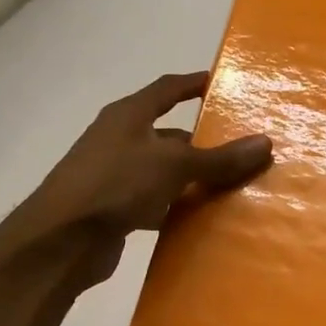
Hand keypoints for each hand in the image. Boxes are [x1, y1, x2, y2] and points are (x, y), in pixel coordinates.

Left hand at [0, 71, 270, 289]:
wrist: (59, 242)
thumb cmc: (115, 185)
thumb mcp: (174, 166)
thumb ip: (219, 158)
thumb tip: (265, 143)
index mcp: (128, 115)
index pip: (167, 89)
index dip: (193, 83)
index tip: (221, 83)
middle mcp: (119, 139)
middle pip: (169, 134)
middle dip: (203, 142)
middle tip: (240, 149)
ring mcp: (113, 175)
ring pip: (163, 170)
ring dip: (191, 178)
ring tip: (230, 186)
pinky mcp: (112, 208)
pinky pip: (154, 201)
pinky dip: (175, 206)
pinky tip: (200, 219)